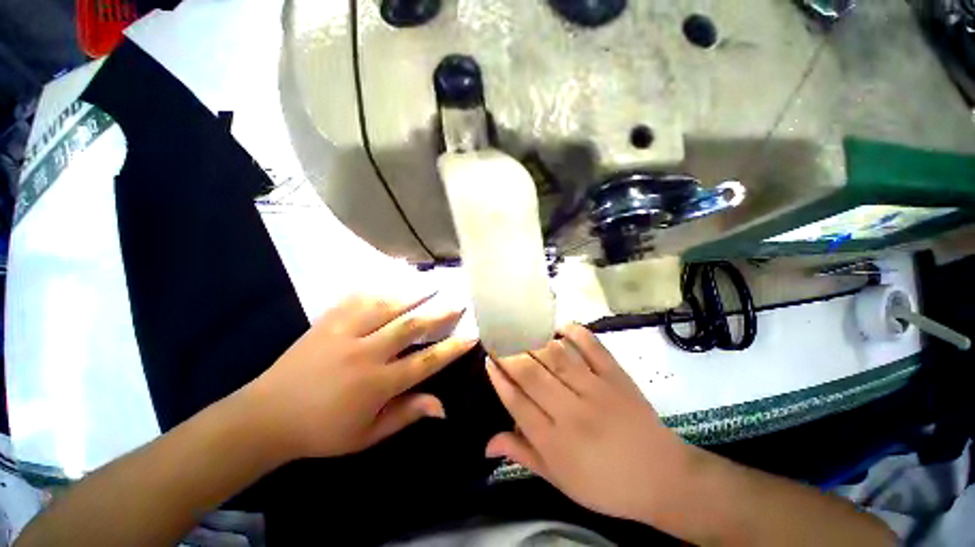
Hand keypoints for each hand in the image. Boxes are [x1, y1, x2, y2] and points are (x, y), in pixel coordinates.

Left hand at [243, 293, 475, 461]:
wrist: (266, 416)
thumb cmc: (321, 431)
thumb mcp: (367, 435)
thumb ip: (406, 415)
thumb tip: (443, 406)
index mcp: (377, 384)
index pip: (425, 361)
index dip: (452, 348)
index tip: (472, 334)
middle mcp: (365, 353)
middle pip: (411, 327)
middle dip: (440, 313)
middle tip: (459, 301)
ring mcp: (345, 333)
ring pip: (387, 306)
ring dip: (413, 293)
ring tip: (433, 283)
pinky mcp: (327, 322)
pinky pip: (357, 299)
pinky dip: (379, 287)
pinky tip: (392, 280)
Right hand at [485, 324, 687, 522]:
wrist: (663, 479)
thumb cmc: (606, 485)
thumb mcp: (560, 480)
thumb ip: (522, 455)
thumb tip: (486, 444)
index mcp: (555, 442)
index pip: (516, 401)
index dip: (498, 377)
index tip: (488, 359)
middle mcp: (572, 412)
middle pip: (531, 374)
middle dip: (509, 353)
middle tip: (497, 338)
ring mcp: (597, 390)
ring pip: (557, 357)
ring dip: (534, 340)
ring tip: (520, 329)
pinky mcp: (617, 376)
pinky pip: (593, 347)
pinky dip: (575, 332)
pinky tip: (559, 327)